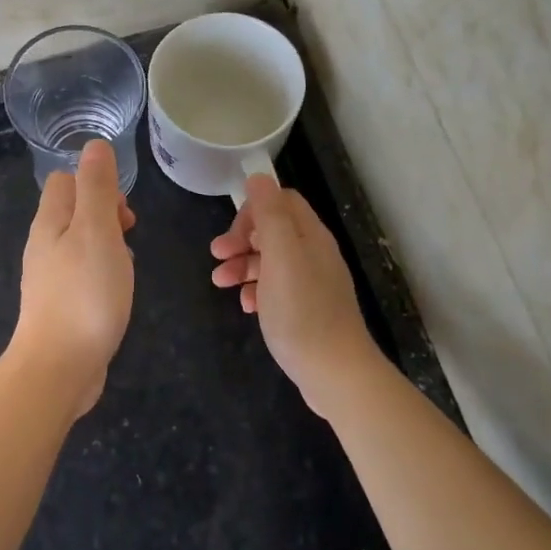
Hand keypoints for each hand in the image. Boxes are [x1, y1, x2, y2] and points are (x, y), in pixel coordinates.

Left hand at [11, 139, 136, 417]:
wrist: (59, 367)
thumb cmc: (84, 294)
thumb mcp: (97, 232)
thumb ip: (97, 188)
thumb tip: (94, 145)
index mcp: (50, 222)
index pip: (64, 181)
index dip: (95, 183)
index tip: (122, 211)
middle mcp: (44, 245)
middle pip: (72, 211)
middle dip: (105, 214)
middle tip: (128, 235)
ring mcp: (49, 278)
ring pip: (79, 243)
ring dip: (106, 245)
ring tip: (124, 266)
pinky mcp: (59, 305)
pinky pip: (81, 274)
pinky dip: (101, 273)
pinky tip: (115, 292)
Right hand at [210, 175, 378, 403]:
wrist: (334, 372)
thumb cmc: (302, 311)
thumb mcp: (281, 257)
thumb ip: (270, 215)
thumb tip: (259, 177)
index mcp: (311, 236)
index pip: (282, 201)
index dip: (253, 210)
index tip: (231, 232)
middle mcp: (314, 254)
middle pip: (273, 231)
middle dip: (241, 239)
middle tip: (217, 256)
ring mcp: (312, 284)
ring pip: (271, 261)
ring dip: (242, 266)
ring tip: (220, 283)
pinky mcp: (306, 310)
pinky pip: (276, 289)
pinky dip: (256, 291)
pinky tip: (246, 306)